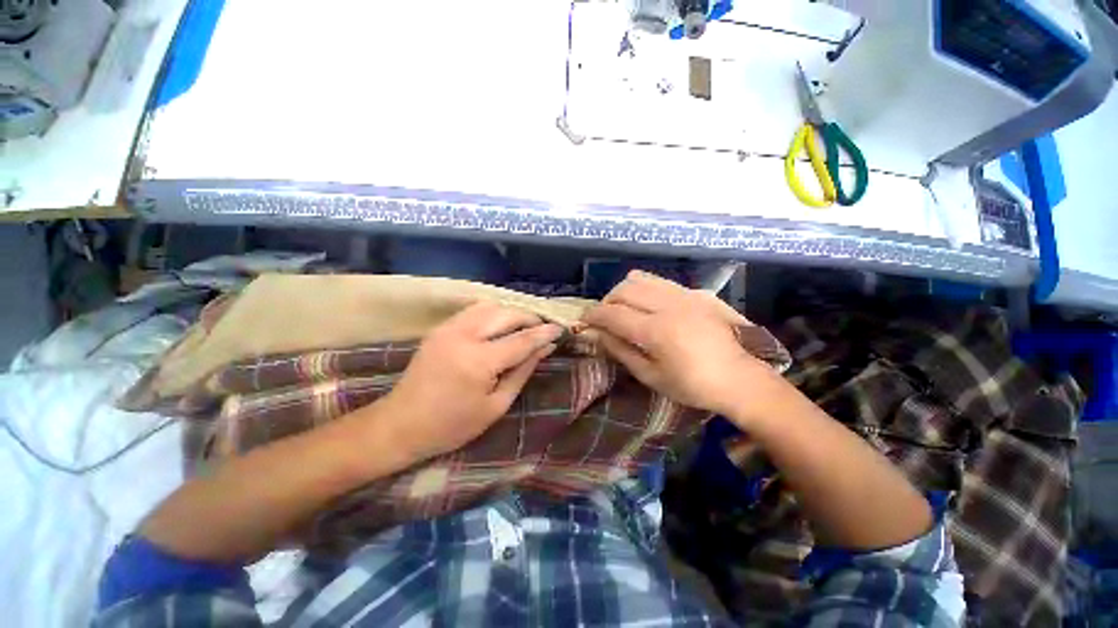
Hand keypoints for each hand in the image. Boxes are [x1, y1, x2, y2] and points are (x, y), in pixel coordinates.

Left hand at [381, 302, 562, 460]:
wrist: (400, 424)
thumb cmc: (452, 425)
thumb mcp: (496, 405)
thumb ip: (523, 371)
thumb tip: (544, 348)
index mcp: (479, 361)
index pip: (522, 339)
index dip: (544, 333)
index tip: (560, 329)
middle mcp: (464, 336)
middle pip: (507, 314)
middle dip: (529, 318)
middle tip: (542, 329)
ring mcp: (448, 328)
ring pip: (490, 306)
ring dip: (511, 313)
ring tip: (523, 327)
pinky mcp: (440, 328)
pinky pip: (474, 310)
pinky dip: (493, 314)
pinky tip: (500, 327)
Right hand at [583, 271, 781, 417]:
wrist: (743, 377)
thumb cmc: (694, 385)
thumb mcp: (651, 376)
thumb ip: (621, 351)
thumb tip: (599, 334)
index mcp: (656, 330)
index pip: (612, 314)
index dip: (592, 315)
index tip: (583, 320)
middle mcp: (668, 305)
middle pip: (623, 289)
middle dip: (606, 302)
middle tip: (605, 318)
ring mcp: (685, 294)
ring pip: (641, 278)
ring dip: (624, 291)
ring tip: (624, 308)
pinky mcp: (697, 292)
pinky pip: (660, 281)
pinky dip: (645, 289)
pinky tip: (649, 305)